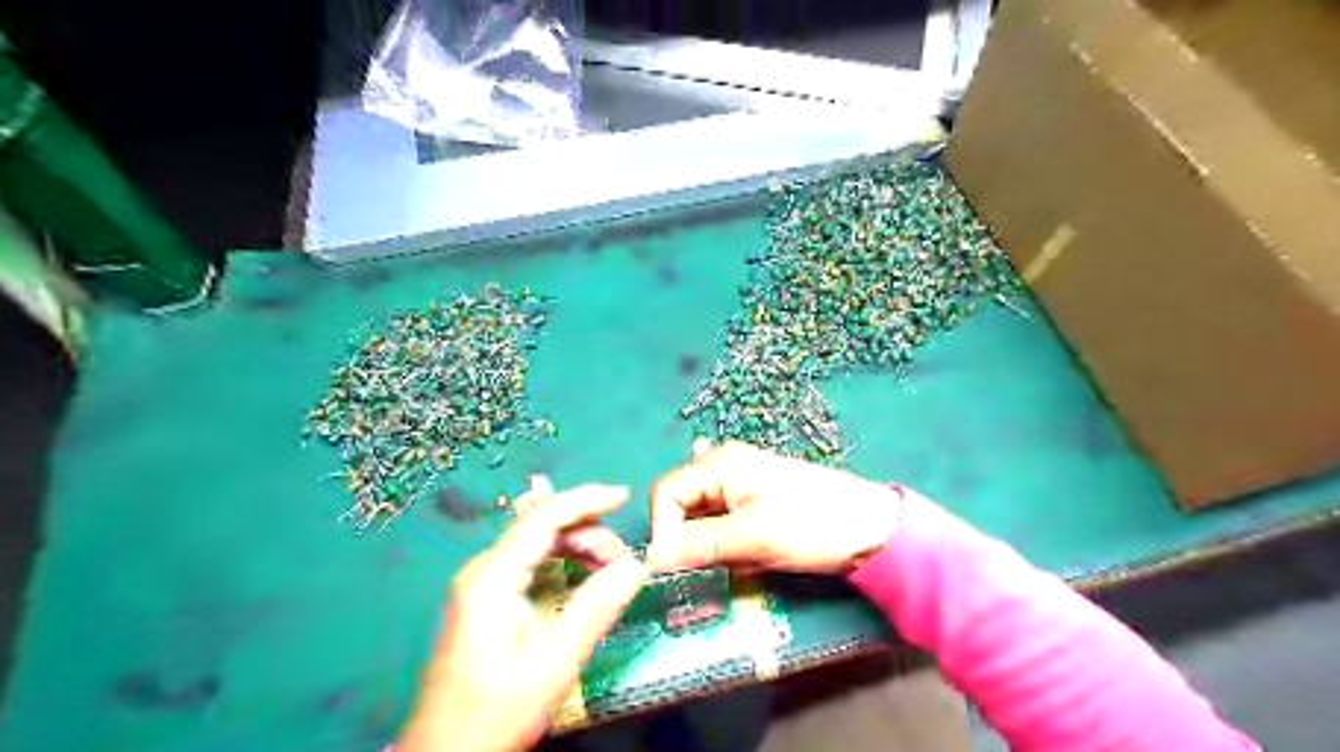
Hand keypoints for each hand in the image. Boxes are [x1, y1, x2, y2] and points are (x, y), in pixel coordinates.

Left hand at [398, 483, 647, 751]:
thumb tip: (636, 566)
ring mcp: (480, 584)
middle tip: (622, 560)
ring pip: (536, 543)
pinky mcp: (484, 599)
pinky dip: (561, 562)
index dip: (586, 500)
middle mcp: (483, 570)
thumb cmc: (496, 711)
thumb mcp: (554, 662)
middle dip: (587, 532)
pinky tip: (582, 578)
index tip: (623, 497)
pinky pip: (528, 562)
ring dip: (576, 547)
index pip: (543, 517)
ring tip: (608, 571)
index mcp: (492, 578)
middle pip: (540, 527)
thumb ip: (595, 609)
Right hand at [646, 442, 898, 574]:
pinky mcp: (756, 508)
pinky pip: (725, 530)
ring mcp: (741, 488)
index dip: (665, 531)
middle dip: (693, 543)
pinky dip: (730, 548)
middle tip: (716, 568)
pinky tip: (751, 558)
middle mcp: (723, 470)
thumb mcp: (752, 536)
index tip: (679, 567)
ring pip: (703, 523)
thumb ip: (698, 545)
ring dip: (714, 549)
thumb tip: (650, 558)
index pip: (667, 495)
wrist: (873, 530)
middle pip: (683, 508)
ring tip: (743, 562)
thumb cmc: (811, 524)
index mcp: (719, 464)